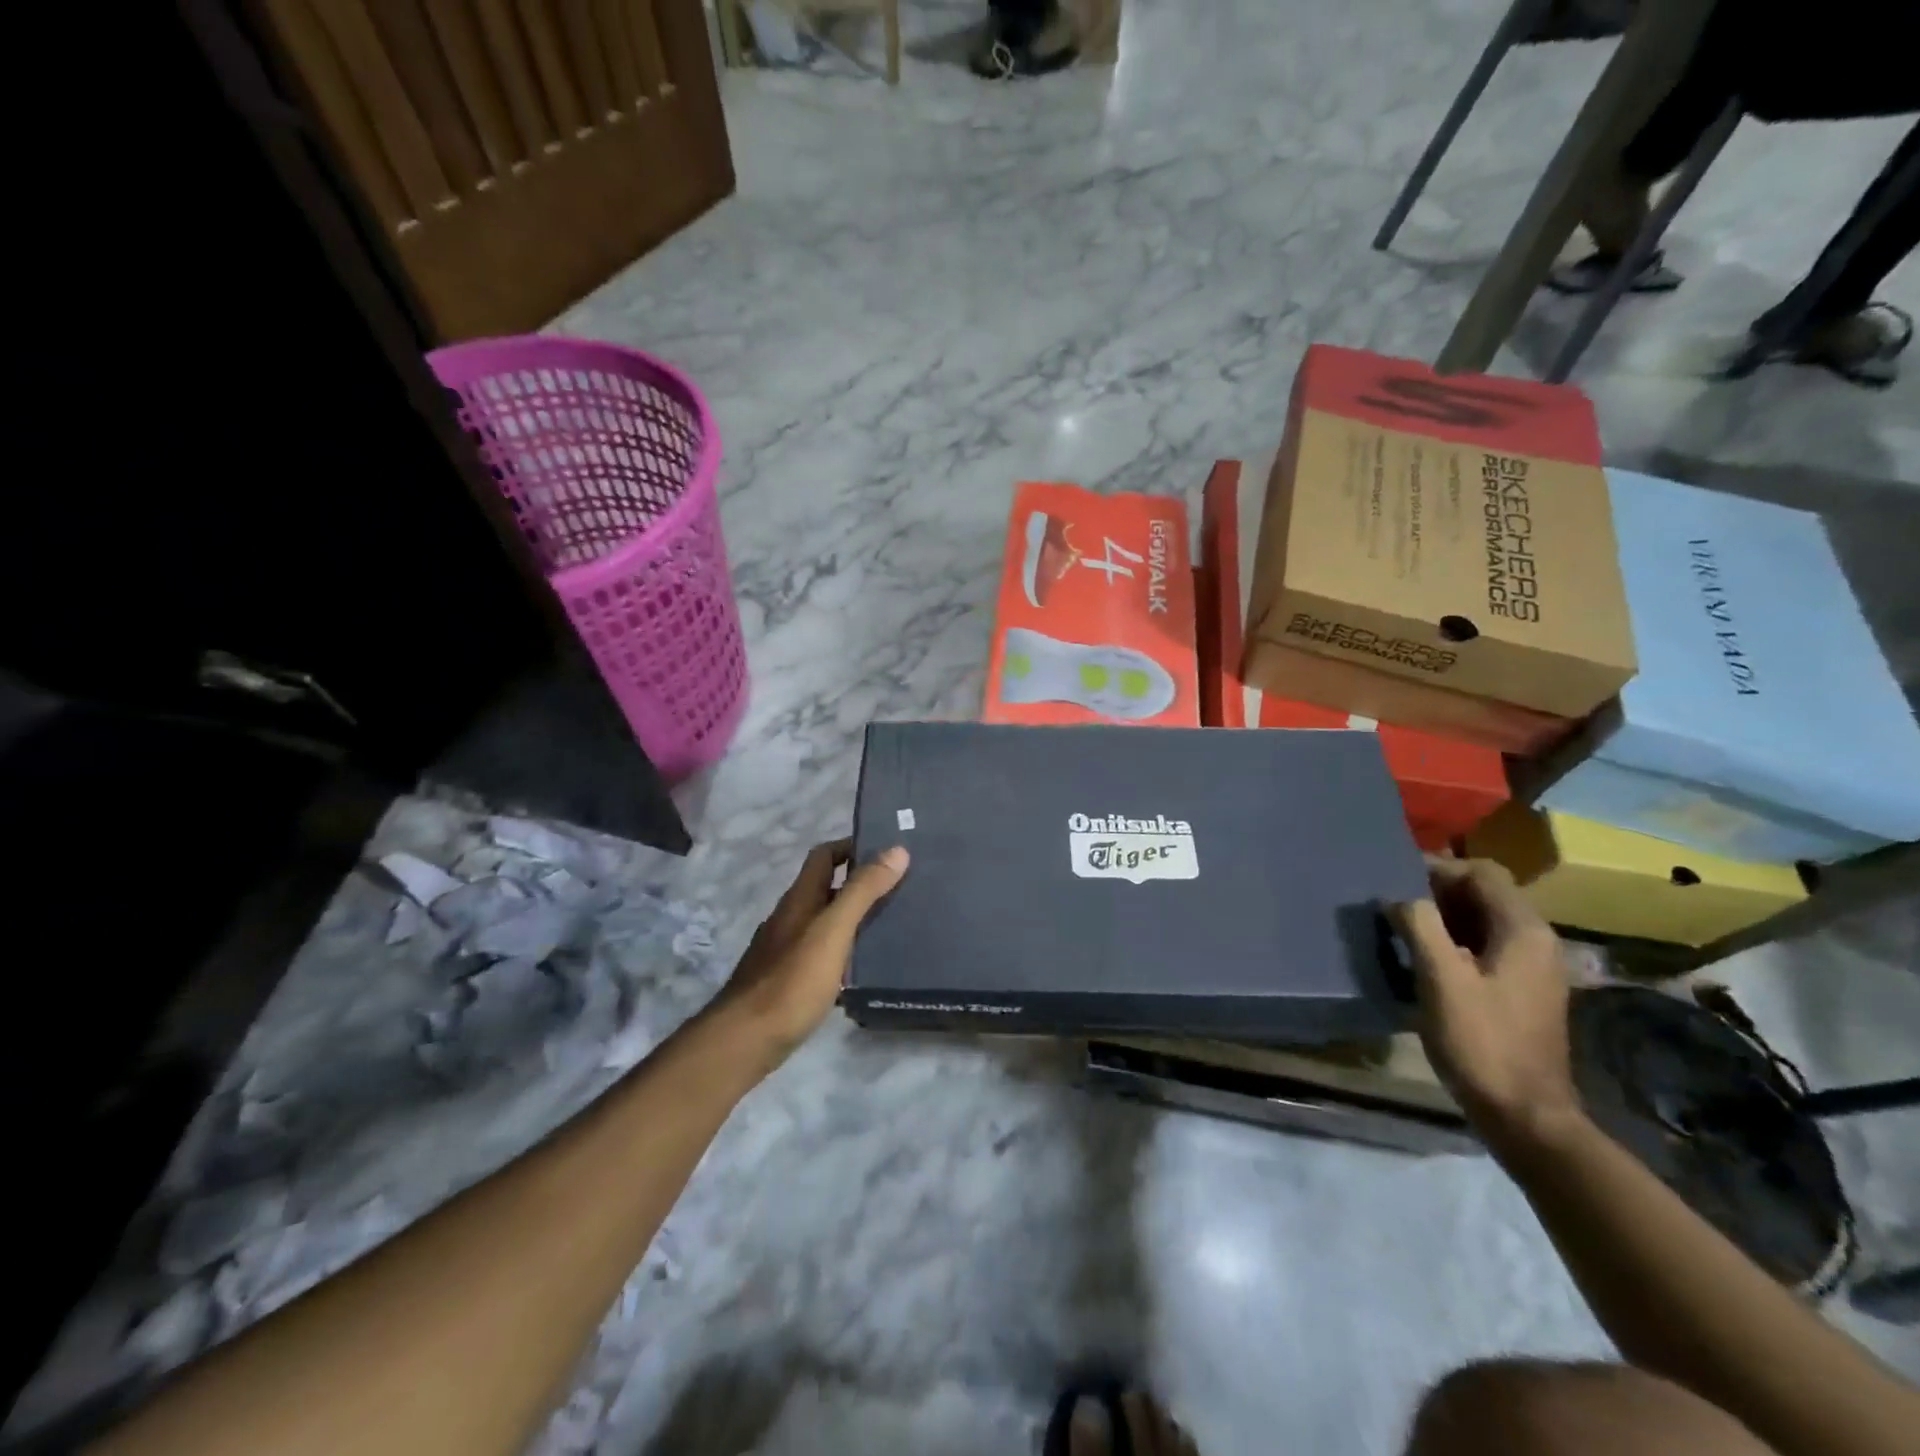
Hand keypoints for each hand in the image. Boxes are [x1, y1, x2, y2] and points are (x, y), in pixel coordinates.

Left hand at [710, 839, 908, 1065]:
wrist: (746, 1040)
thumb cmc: (793, 980)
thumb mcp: (833, 930)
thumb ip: (863, 891)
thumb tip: (896, 850)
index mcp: (800, 898)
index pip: (824, 855)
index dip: (852, 846)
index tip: (888, 851)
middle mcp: (790, 917)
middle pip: (826, 887)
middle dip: (860, 883)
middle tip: (901, 888)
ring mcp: (785, 949)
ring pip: (825, 921)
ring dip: (854, 917)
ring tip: (892, 924)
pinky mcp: (788, 979)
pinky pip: (822, 952)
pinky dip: (844, 949)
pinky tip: (863, 967)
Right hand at [1390, 856, 1579, 1147]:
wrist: (1524, 1115)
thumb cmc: (1482, 1041)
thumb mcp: (1442, 979)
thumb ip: (1420, 926)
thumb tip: (1400, 898)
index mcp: (1524, 931)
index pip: (1482, 873)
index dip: (1439, 868)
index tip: (1396, 879)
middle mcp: (1536, 942)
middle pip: (1484, 894)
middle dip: (1437, 892)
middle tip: (1392, 902)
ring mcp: (1532, 969)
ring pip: (1482, 922)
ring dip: (1442, 918)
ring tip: (1400, 927)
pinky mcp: (1521, 991)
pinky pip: (1484, 948)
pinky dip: (1453, 942)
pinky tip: (1423, 960)